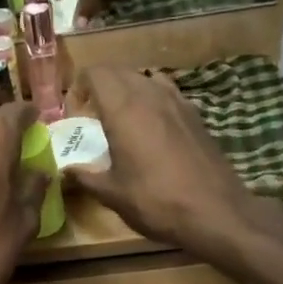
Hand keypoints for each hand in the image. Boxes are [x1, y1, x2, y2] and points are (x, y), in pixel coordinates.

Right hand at [62, 66, 259, 254]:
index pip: (96, 73)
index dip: (80, 86)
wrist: (215, 212)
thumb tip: (67, 170)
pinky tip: (152, 128)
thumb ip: (85, 176)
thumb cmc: (155, 201)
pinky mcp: (196, 115)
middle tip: (92, 114)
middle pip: (120, 71)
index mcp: (123, 109)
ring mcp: (178, 102)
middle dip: (101, 85)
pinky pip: (167, 92)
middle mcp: (150, 95)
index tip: (75, 111)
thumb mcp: (112, 194)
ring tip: (121, 117)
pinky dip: (152, 99)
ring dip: (128, 89)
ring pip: (145, 78)